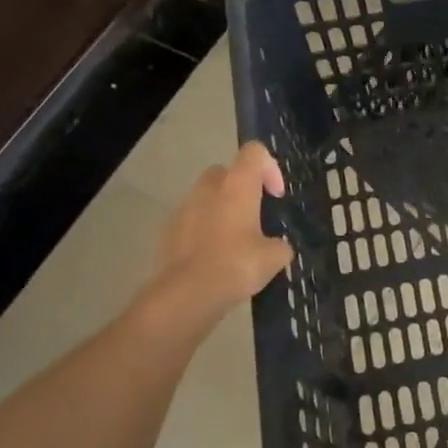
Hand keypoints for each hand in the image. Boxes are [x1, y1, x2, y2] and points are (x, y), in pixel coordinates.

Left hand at [128, 142, 294, 346]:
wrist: (186, 294)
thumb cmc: (237, 265)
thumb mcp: (274, 258)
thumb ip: (280, 245)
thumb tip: (278, 247)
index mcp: (237, 186)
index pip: (254, 152)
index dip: (270, 167)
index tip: (276, 195)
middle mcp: (208, 189)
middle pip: (226, 171)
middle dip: (241, 187)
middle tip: (255, 215)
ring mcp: (183, 208)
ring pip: (206, 196)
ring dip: (221, 209)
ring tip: (234, 240)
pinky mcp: (167, 231)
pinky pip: (190, 220)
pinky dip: (203, 230)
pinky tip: (213, 258)